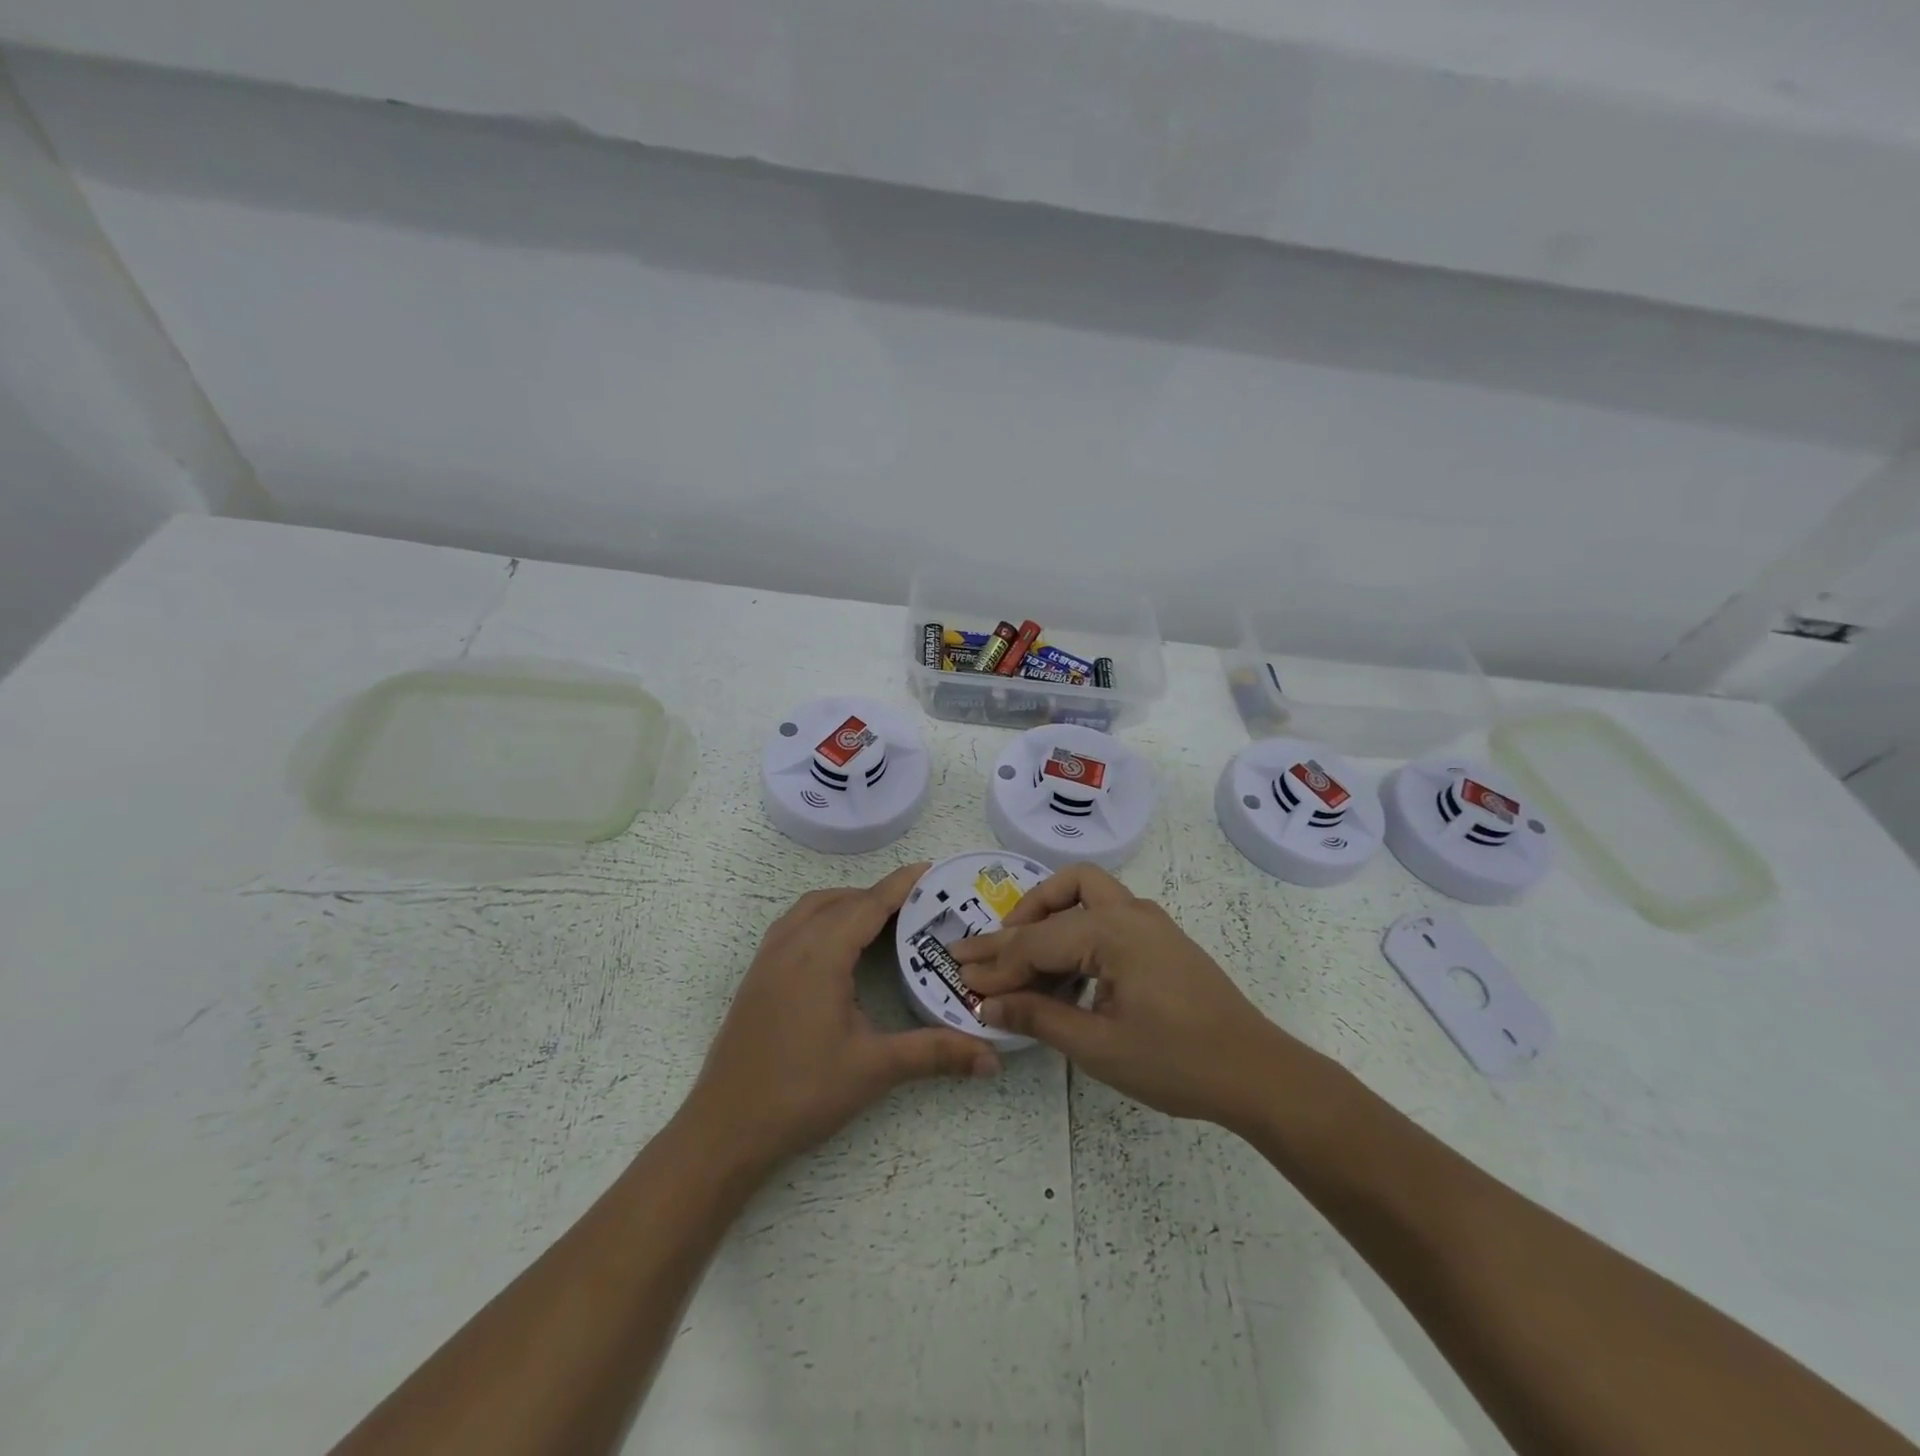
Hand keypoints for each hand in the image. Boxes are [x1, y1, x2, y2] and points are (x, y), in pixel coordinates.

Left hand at [684, 863, 999, 1173]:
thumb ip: (934, 1053)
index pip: (868, 905)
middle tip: (917, 906)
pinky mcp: (756, 976)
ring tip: (880, 921)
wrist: (725, 1129)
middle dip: (879, 895)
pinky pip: (792, 925)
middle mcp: (791, 944)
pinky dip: (821, 918)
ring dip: (846, 903)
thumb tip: (992, 1059)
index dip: (901, 885)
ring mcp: (768, 958)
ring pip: (811, 908)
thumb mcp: (874, 1068)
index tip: (931, 870)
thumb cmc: (802, 1092)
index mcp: (821, 955)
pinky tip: (836, 947)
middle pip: (841, 900)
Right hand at [951, 864, 1301, 1128]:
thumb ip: (1038, 1017)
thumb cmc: (1177, 1062)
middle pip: (1061, 892)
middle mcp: (1130, 912)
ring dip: (1049, 916)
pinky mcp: (1160, 939)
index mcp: (1112, 931)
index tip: (958, 976)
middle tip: (988, 954)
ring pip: (1086, 894)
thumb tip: (988, 1004)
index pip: (1036, 942)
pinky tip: (1064, 973)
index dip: (995, 963)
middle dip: (1019, 920)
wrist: (1257, 1073)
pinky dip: (1075, 931)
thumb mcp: (1098, 1046)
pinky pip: (1106, 916)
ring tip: (1021, 959)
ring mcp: (1149, 922)